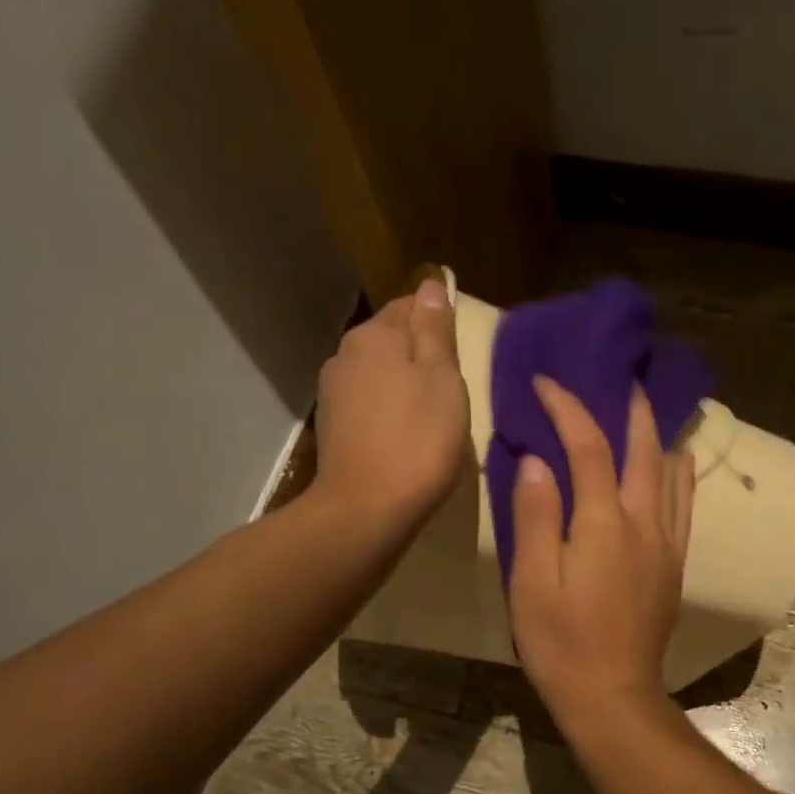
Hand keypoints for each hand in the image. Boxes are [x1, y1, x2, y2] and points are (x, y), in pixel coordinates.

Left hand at [313, 277, 469, 533]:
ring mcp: (333, 392)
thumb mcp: (443, 380)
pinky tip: (405, 434)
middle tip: (453, 385)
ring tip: (431, 413)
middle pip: (391, 340)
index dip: (439, 322)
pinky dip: (388, 409)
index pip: (410, 306)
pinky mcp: (332, 427)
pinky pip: (368, 403)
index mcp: (375, 336)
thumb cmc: (418, 441)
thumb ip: (436, 330)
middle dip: (420, 354)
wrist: (366, 508)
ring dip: (403, 383)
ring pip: (378, 373)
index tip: (461, 351)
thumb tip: (432, 285)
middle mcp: (346, 354)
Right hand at [508, 377, 694, 724]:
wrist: (612, 693)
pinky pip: (684, 506)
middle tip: (623, 379)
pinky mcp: (674, 565)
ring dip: (660, 436)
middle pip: (644, 451)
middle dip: (632, 410)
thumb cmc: (561, 640)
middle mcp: (644, 523)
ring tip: (651, 411)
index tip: (546, 383)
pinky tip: (678, 465)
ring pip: (672, 474)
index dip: (568, 408)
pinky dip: (681, 475)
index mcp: (604, 522)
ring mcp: (666, 544)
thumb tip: (538, 460)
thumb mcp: (532, 580)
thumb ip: (536, 515)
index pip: (588, 447)